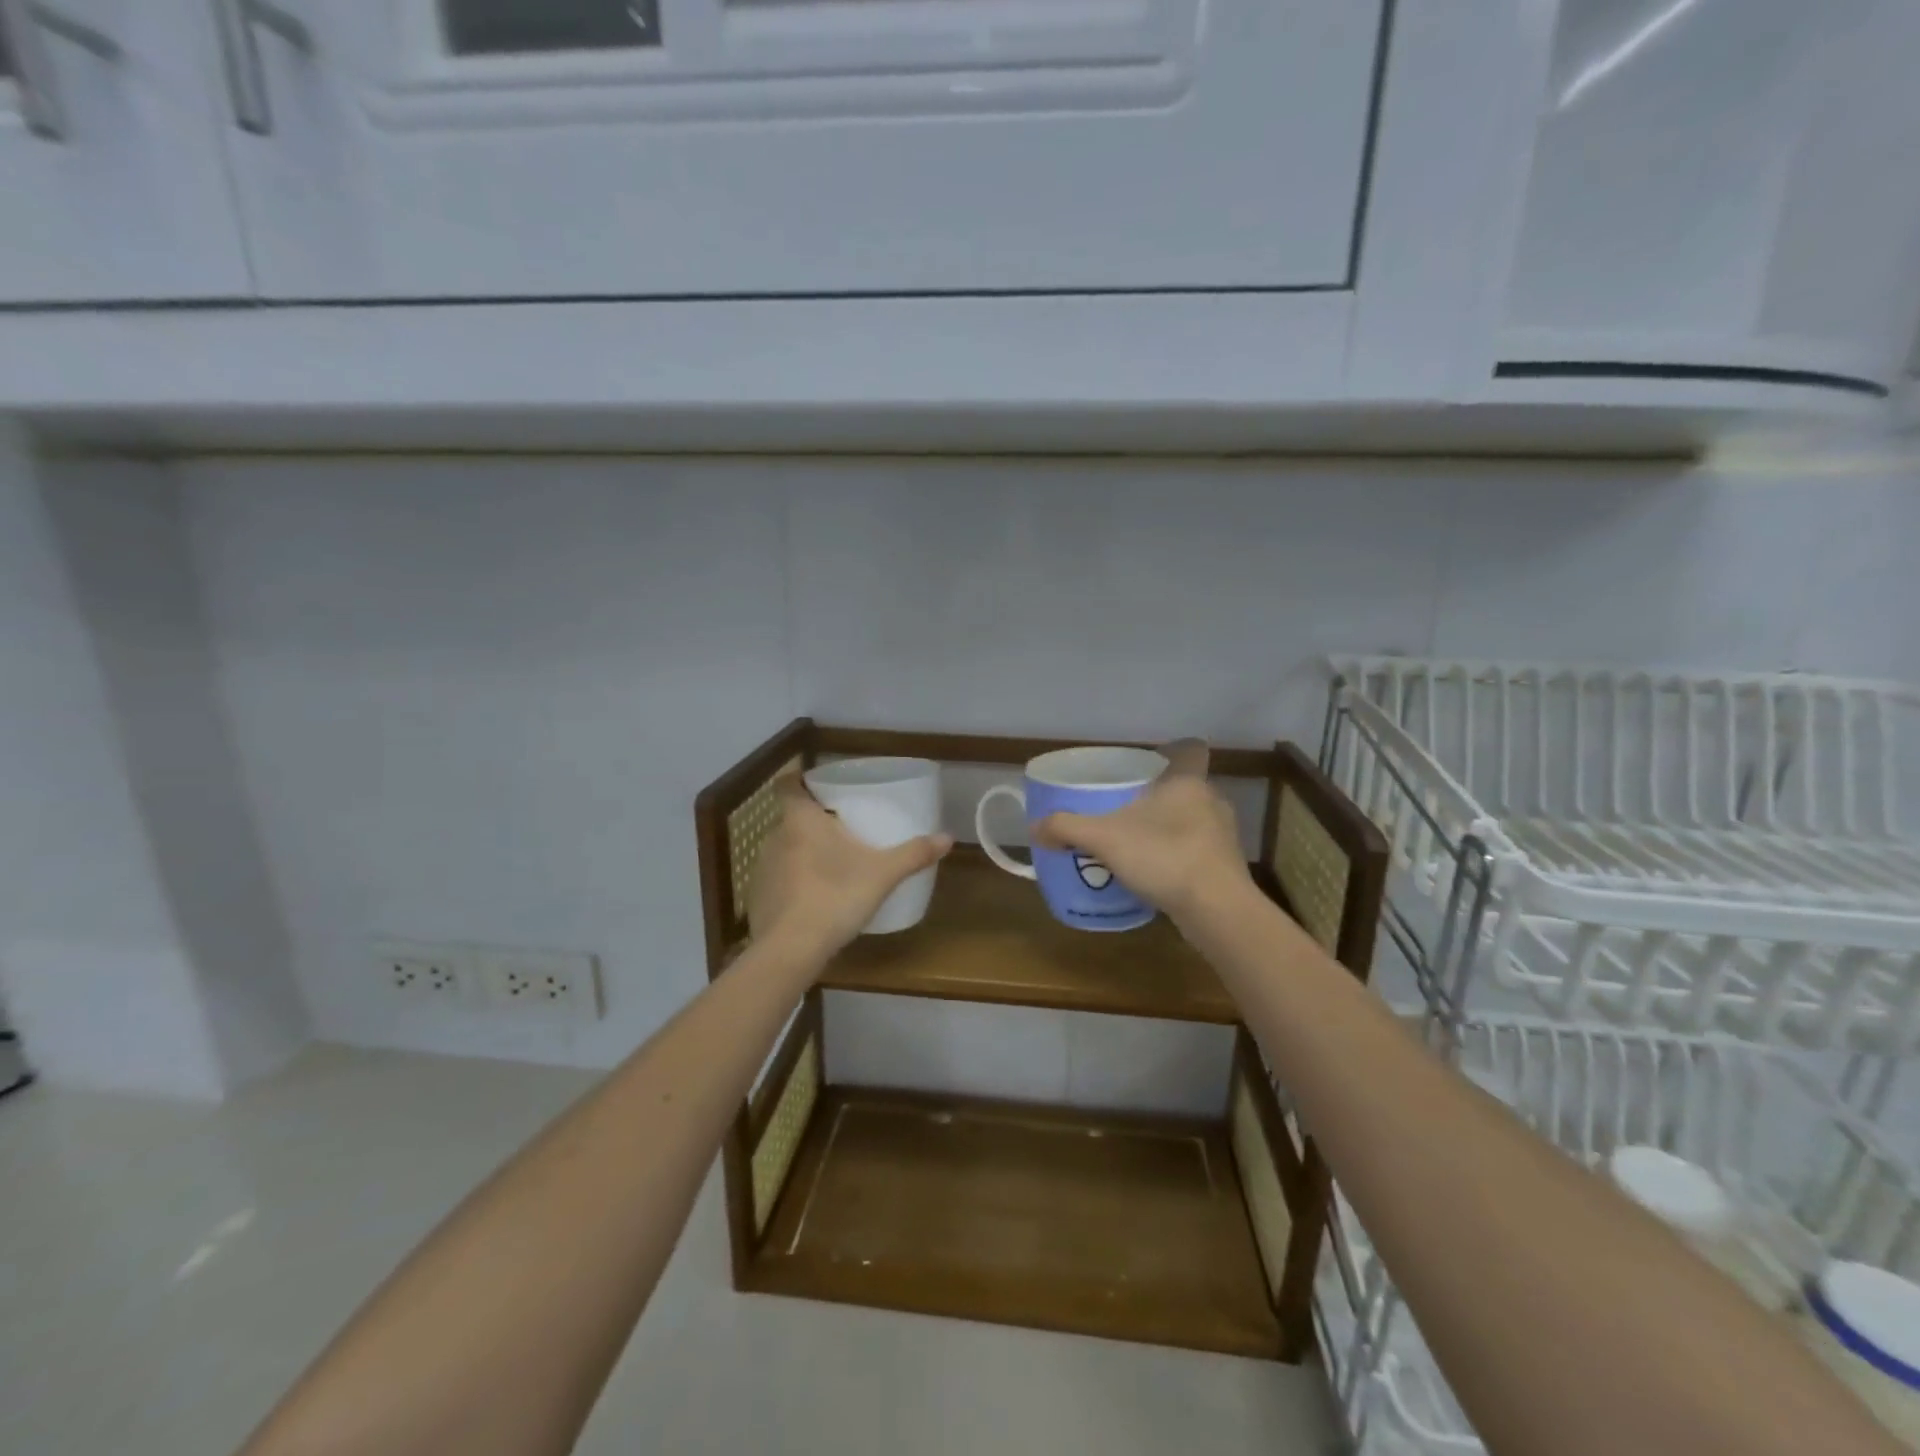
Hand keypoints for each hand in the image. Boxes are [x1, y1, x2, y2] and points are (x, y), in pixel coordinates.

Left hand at [749, 776, 952, 960]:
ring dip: (803, 852)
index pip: (787, 784)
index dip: (799, 780)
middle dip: (813, 821)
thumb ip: (914, 853)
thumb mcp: (882, 874)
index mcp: (801, 820)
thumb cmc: (835, 896)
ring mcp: (762, 868)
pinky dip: (794, 882)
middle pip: (791, 818)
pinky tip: (814, 899)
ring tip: (831, 865)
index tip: (819, 787)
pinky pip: (778, 879)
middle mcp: (775, 836)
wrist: (790, 950)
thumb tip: (948, 837)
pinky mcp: (758, 897)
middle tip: (842, 830)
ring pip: (785, 848)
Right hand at [1032, 739, 1250, 927]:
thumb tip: (1034, 827)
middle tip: (1131, 807)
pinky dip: (1181, 857)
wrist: (1217, 909)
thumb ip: (1067, 828)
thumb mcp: (1104, 838)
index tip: (1153, 760)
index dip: (1174, 750)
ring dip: (1172, 828)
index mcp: (1186, 782)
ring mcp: (1224, 836)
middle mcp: (1211, 801)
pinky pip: (1200, 852)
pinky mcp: (1228, 868)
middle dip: (1162, 795)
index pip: (1190, 750)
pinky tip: (1158, 874)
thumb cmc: (1164, 856)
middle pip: (1188, 787)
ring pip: (1195, 820)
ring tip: (1141, 843)